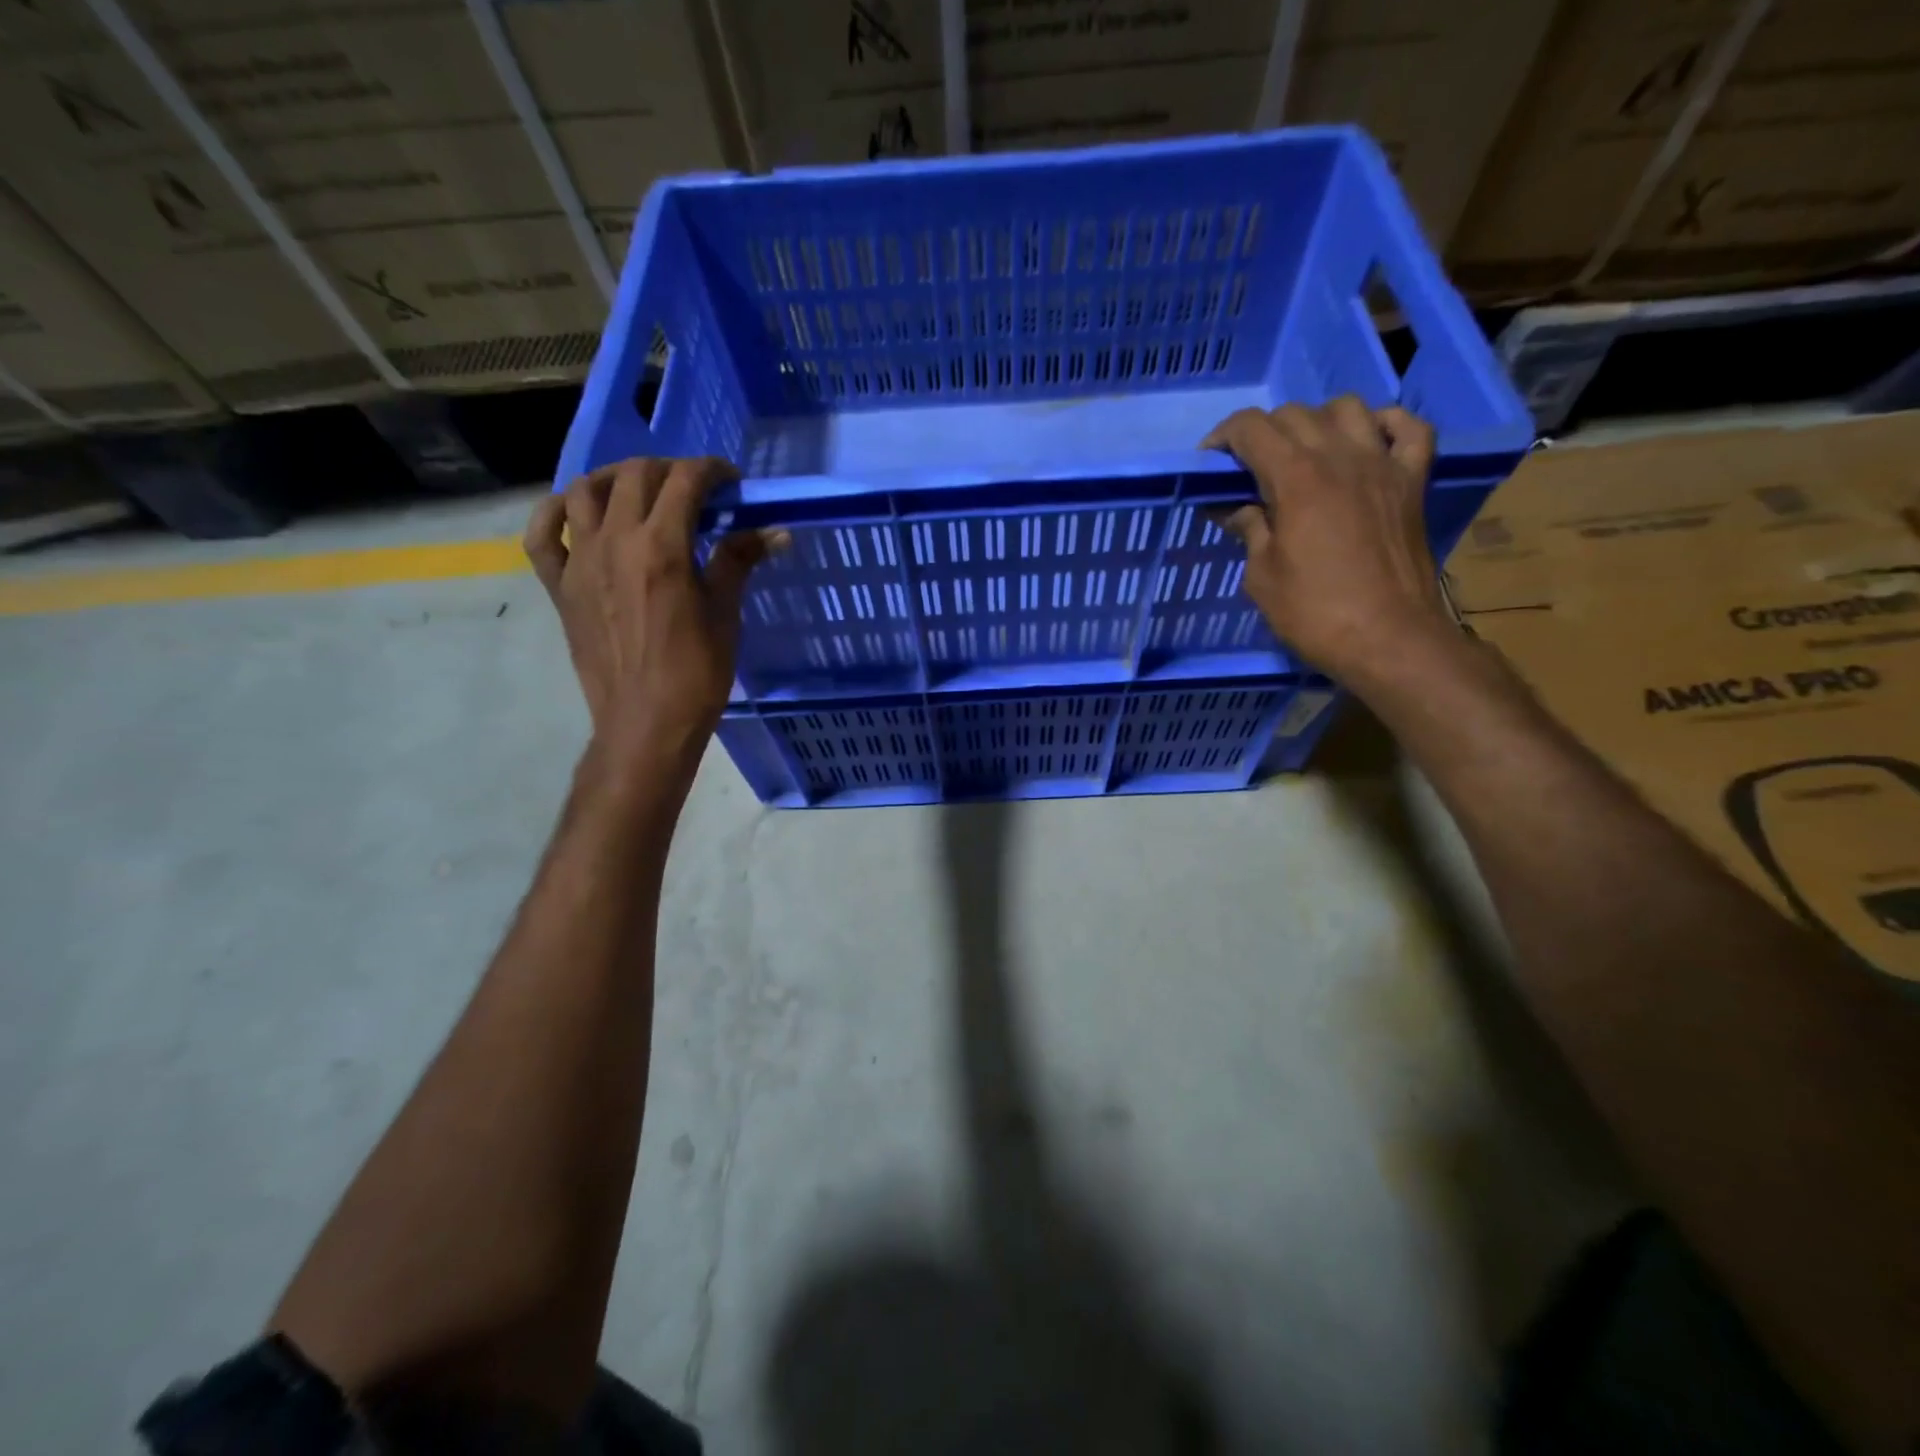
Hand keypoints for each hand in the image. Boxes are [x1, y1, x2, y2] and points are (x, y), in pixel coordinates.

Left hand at [524, 457, 781, 788]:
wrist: (646, 723)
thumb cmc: (697, 674)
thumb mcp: (726, 615)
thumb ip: (740, 562)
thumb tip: (776, 532)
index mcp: (662, 548)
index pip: (685, 481)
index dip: (711, 471)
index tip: (730, 481)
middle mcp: (615, 542)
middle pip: (635, 476)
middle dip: (669, 470)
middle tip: (694, 489)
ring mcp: (580, 562)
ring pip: (586, 491)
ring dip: (615, 479)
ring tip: (639, 491)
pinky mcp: (559, 586)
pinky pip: (543, 534)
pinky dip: (556, 512)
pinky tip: (576, 511)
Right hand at [1205, 397, 1450, 682]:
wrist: (1388, 638)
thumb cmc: (1313, 613)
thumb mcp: (1262, 576)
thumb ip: (1249, 530)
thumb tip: (1234, 508)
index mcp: (1296, 478)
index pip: (1252, 428)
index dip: (1223, 437)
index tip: (1210, 463)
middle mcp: (1340, 456)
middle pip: (1295, 414)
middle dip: (1263, 433)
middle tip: (1248, 470)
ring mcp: (1383, 464)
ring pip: (1348, 408)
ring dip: (1317, 422)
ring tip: (1304, 453)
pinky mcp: (1413, 481)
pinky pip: (1409, 428)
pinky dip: (1384, 425)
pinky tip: (1367, 442)